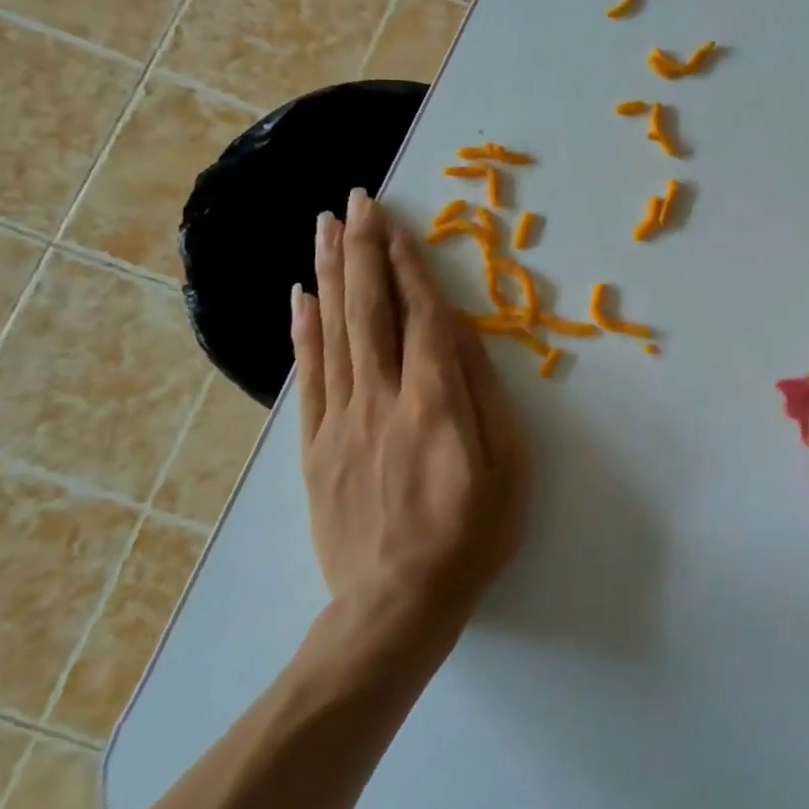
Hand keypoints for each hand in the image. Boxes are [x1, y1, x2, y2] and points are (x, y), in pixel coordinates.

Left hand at [292, 189, 528, 624]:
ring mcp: (341, 420)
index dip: (409, 264)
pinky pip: (307, 376)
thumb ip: (482, 393)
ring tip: (326, 227)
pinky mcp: (314, 446)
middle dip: (363, 249)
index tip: (397, 222)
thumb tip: (460, 333)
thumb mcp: (507, 465)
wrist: (395, 607)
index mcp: (434, 401)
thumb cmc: (471, 533)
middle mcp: (381, 398)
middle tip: (356, 201)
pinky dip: (303, 330)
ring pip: (333, 331)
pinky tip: (300, 295)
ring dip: (331, 273)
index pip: (420, 315)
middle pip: (368, 309)